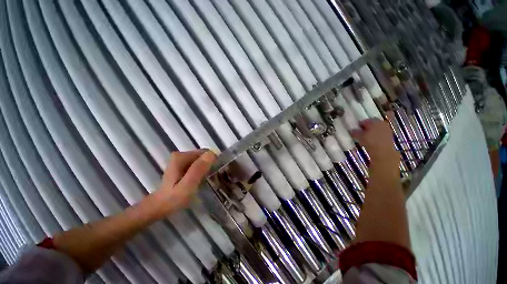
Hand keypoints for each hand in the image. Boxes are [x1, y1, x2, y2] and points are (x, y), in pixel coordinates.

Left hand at [147, 150, 215, 219]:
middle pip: (203, 156)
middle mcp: (180, 155)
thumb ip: (198, 169)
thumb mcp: (188, 185)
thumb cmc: (174, 198)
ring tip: (205, 181)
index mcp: (181, 157)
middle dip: (209, 165)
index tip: (213, 174)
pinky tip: (200, 180)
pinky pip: (197, 164)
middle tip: (209, 179)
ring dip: (206, 169)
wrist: (161, 206)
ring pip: (201, 160)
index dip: (212, 162)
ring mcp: (180, 160)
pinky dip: (201, 171)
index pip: (205, 153)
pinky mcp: (181, 165)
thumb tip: (212, 154)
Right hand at [351, 116, 399, 177]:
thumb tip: (352, 130)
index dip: (360, 124)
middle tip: (360, 132)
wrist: (383, 154)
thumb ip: (355, 132)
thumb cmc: (370, 143)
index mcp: (374, 122)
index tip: (356, 128)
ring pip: (377, 129)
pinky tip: (372, 140)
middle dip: (367, 127)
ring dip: (372, 131)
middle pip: (373, 123)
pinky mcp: (390, 137)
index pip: (366, 121)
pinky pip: (381, 134)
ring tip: (366, 136)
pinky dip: (376, 135)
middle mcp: (382, 124)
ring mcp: (387, 130)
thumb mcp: (360, 137)